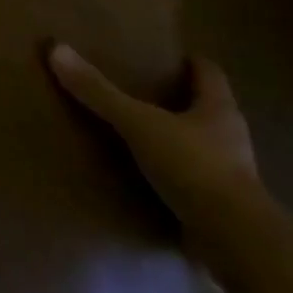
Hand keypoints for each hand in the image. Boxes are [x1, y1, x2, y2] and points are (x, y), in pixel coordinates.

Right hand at [47, 45, 269, 253]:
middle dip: (179, 101)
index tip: (165, 57)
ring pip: (202, 148)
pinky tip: (149, 180)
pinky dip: (175, 179)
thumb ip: (99, 92)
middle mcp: (231, 138)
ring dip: (177, 142)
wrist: (236, 243)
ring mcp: (232, 177)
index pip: (209, 73)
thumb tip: (56, 49)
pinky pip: (196, 185)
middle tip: (143, 92)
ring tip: (140, 136)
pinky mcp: (224, 212)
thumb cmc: (194, 167)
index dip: (189, 63)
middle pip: (206, 109)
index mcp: (219, 109)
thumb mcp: (139, 124)